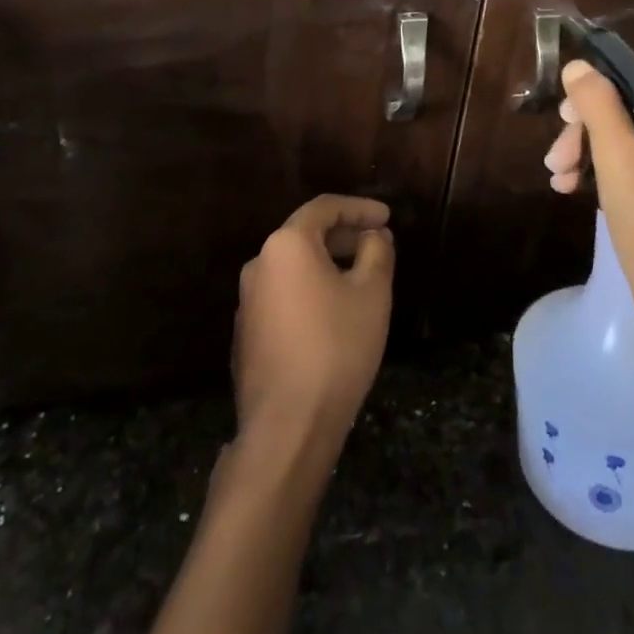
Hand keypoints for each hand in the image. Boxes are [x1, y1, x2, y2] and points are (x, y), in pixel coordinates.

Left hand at [232, 195, 394, 458]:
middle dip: (344, 235)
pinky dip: (310, 291)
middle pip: (306, 235)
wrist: (287, 425)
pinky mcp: (246, 333)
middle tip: (377, 245)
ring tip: (361, 278)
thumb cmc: (336, 347)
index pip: (324, 208)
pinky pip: (283, 295)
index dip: (360, 208)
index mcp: (286, 245)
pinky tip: (334, 314)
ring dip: (327, 264)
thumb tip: (374, 235)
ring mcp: (247, 301)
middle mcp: (259, 264)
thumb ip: (376, 252)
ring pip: (294, 267)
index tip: (387, 217)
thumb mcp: (372, 293)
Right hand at [544, 60, 633, 339]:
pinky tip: (576, 192)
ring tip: (558, 181)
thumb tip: (578, 67)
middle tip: (555, 159)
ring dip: (591, 156)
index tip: (561, 119)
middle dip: (589, 133)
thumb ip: (598, 106)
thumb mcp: (620, 159)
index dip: (597, 95)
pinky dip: (609, 177)